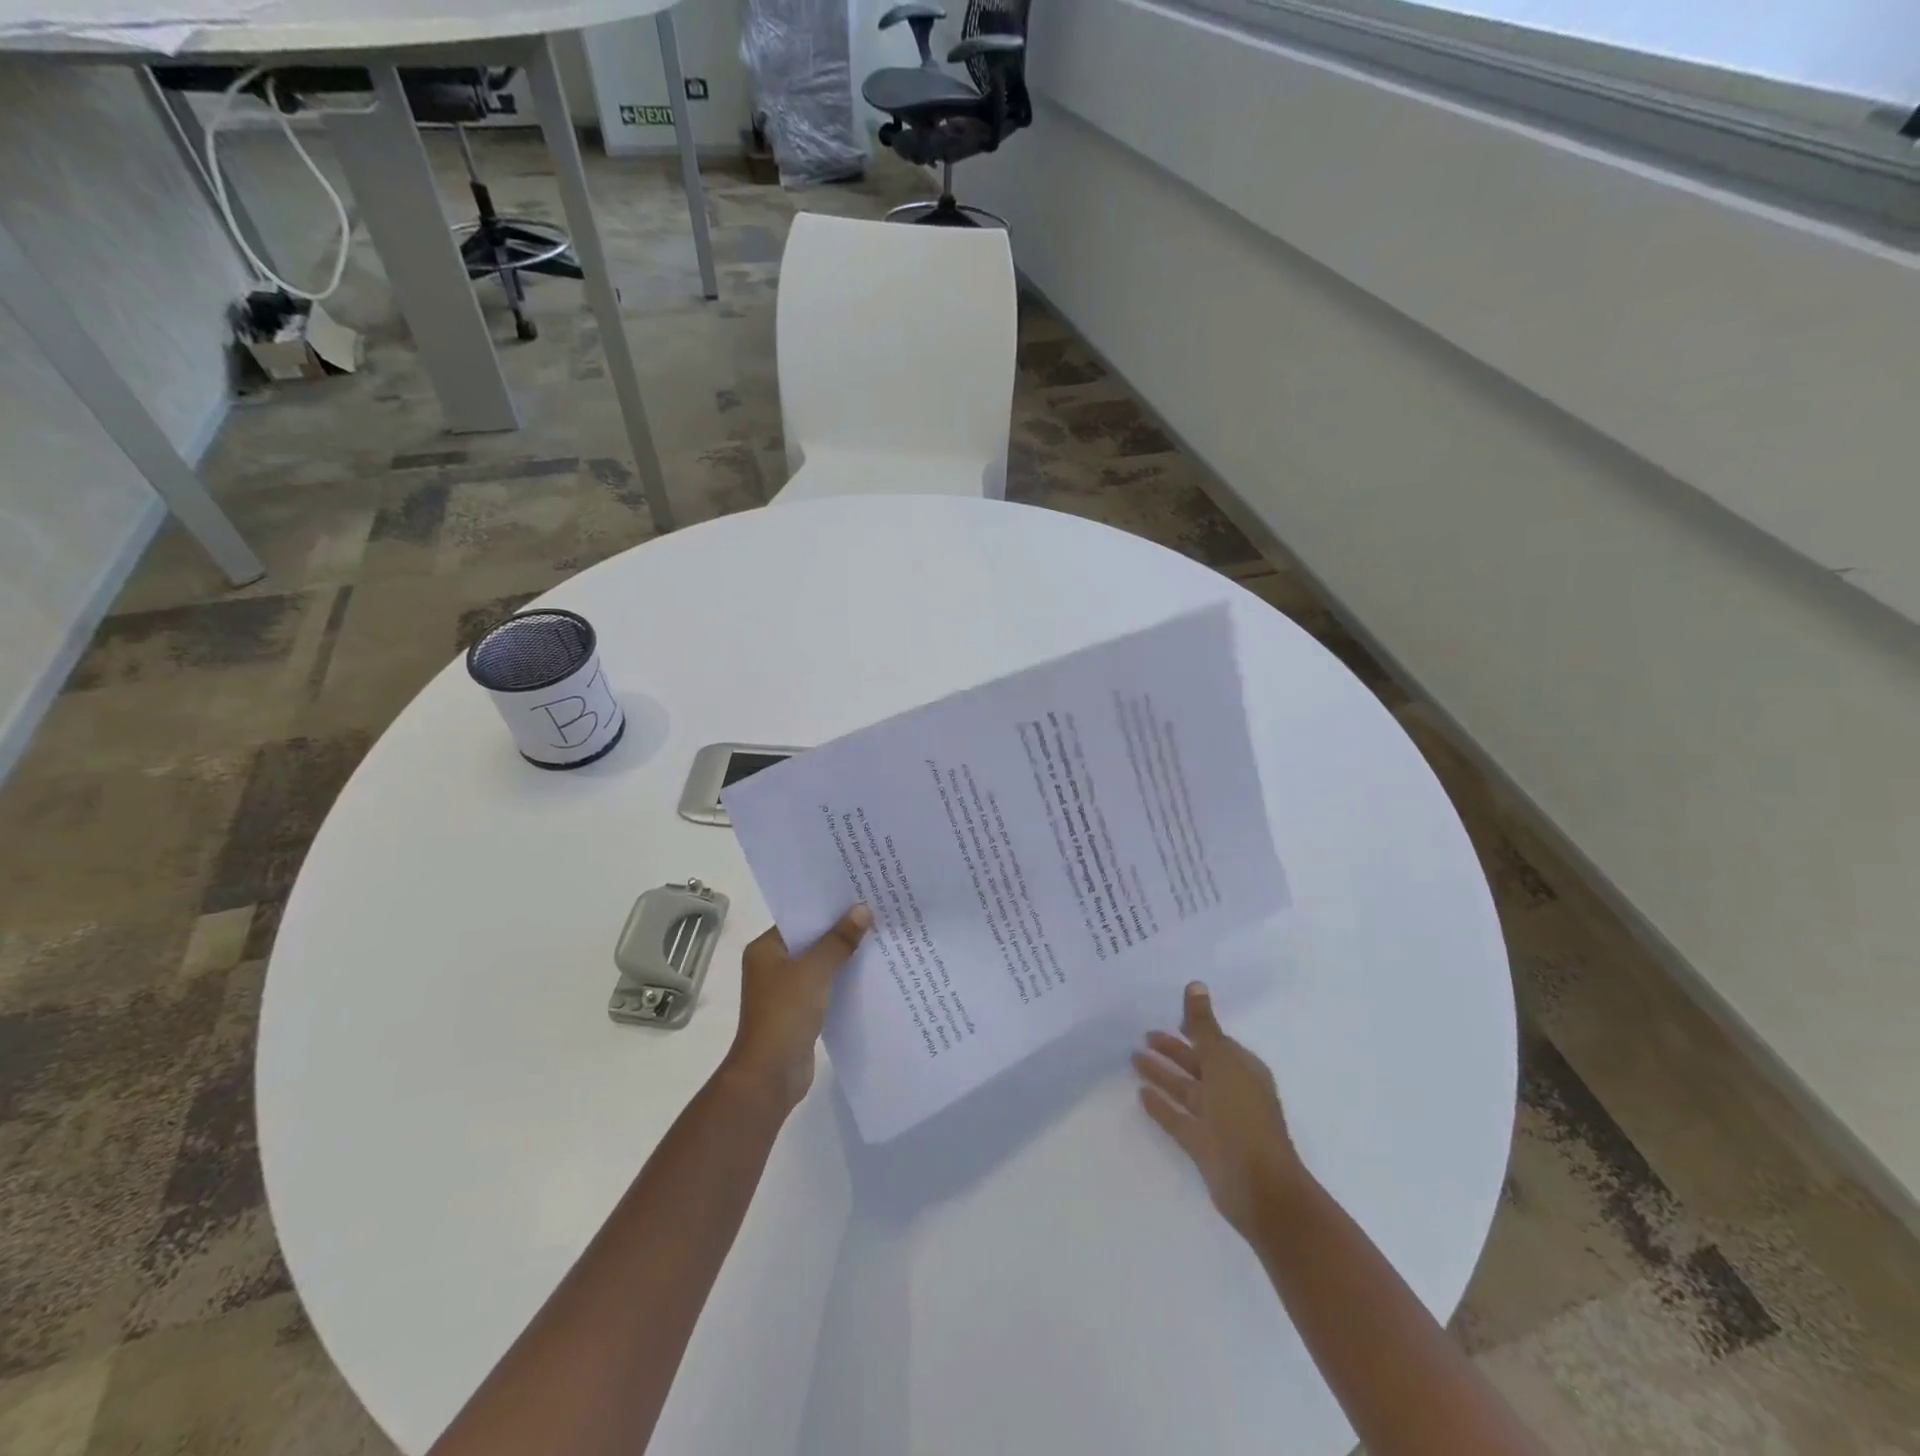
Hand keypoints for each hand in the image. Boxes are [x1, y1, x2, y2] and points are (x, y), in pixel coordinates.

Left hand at [721, 904, 871, 1114]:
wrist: (770, 1075)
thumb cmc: (785, 1014)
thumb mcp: (814, 971)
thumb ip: (838, 940)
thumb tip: (863, 910)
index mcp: (766, 949)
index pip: (800, 917)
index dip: (828, 906)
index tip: (858, 893)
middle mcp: (773, 965)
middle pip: (812, 939)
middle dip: (841, 929)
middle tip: (876, 910)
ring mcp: (787, 989)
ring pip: (821, 963)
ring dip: (844, 954)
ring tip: (880, 935)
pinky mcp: (801, 1010)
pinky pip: (826, 984)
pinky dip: (843, 978)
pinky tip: (871, 970)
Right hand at [1132, 981, 1307, 1239]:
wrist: (1259, 1187)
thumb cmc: (1243, 1115)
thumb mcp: (1222, 1062)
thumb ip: (1203, 1026)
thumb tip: (1196, 984)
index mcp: (1242, 1069)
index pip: (1214, 1041)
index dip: (1193, 1028)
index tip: (1167, 1014)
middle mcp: (1231, 1091)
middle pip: (1197, 1063)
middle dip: (1173, 1049)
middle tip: (1143, 1034)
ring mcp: (1217, 1120)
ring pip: (1185, 1089)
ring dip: (1162, 1074)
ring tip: (1133, 1058)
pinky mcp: (1203, 1145)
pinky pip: (1178, 1118)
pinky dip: (1162, 1106)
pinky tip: (1141, 1094)